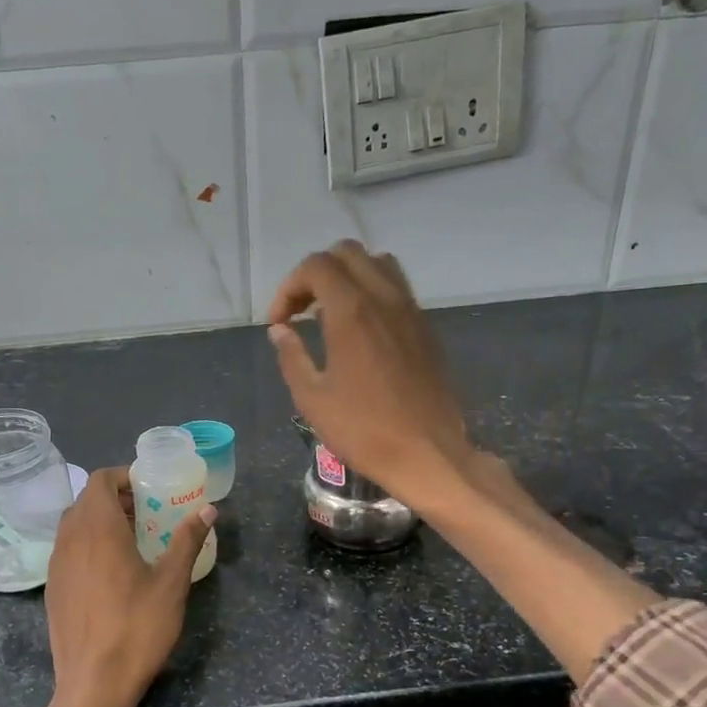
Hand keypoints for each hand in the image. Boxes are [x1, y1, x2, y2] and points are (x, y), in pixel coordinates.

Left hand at [43, 468, 215, 706]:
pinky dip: (88, 544)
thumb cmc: (137, 628)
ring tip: (133, 539)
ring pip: (74, 525)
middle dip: (116, 498)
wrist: (93, 684)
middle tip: (148, 511)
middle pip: (87, 500)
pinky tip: (112, 571)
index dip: (123, 476)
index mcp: (97, 529)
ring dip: (100, 520)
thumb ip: (187, 541)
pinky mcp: (52, 588)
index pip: (100, 480)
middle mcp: (70, 539)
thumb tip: (208, 509)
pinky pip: (68, 550)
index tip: (149, 487)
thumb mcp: (171, 583)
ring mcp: (56, 565)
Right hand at [266, 240, 472, 508]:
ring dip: (348, 277)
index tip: (279, 322)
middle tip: (301, 311)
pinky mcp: (426, 328)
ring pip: (378, 264)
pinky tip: (361, 331)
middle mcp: (385, 298)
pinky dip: (372, 293)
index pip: (316, 266)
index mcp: (352, 311)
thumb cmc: (362, 430)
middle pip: (347, 253)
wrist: (427, 453)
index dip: (289, 287)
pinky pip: (398, 289)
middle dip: (316, 275)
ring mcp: (411, 311)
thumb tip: (280, 330)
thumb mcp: (312, 398)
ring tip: (331, 313)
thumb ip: (292, 356)